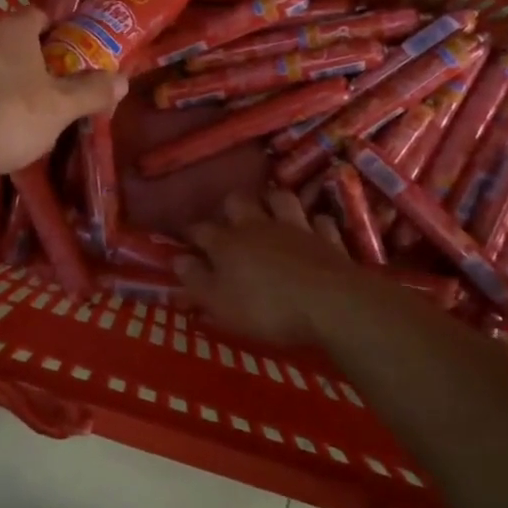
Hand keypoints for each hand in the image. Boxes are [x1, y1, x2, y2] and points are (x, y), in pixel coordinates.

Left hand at [0, 10, 123, 184]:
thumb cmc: (10, 117)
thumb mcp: (60, 108)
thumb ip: (92, 92)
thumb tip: (123, 79)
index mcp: (12, 30)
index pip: (38, 15)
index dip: (57, 32)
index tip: (70, 54)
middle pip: (10, 39)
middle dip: (30, 58)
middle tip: (50, 86)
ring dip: (2, 78)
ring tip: (20, 108)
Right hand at [178, 189, 358, 347]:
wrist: (331, 304)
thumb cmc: (266, 308)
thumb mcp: (219, 303)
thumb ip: (195, 280)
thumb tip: (176, 260)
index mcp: (226, 243)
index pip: (200, 230)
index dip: (190, 234)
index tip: (186, 242)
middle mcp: (257, 226)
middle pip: (238, 201)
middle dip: (230, 208)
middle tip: (230, 223)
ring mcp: (295, 227)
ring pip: (280, 199)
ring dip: (273, 203)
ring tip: (269, 213)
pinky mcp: (327, 237)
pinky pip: (318, 220)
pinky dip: (313, 223)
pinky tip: (312, 229)